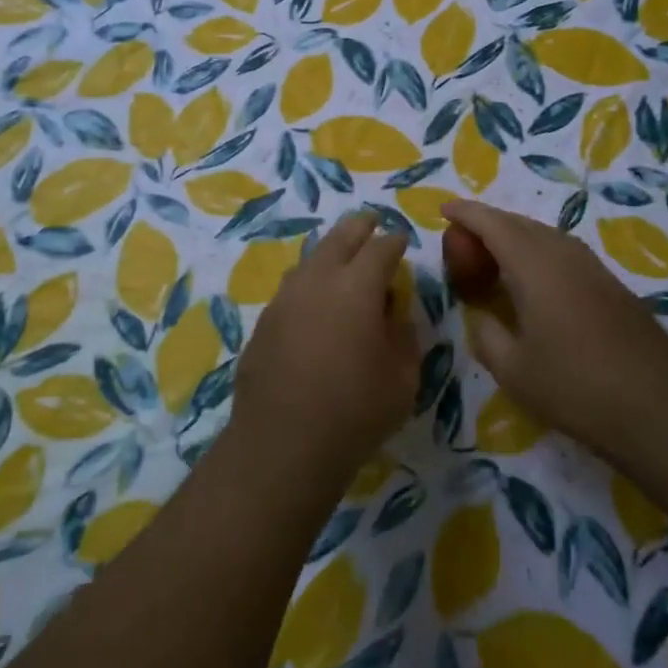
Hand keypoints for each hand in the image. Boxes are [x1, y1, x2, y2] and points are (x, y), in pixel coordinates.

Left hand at [226, 211, 419, 498]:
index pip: (380, 249)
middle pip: (339, 238)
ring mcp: (284, 300)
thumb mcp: (402, 379)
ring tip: (341, 257)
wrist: (283, 445)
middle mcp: (317, 282)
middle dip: (359, 227)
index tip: (402, 240)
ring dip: (329, 252)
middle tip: (370, 222)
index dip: (394, 241)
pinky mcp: (264, 323)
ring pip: (309, 260)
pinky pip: (291, 289)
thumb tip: (394, 314)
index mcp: (357, 287)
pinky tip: (314, 302)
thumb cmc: (356, 413)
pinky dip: (308, 283)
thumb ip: (403, 337)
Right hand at [440, 199, 667, 461]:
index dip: (467, 214)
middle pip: (521, 224)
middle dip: (489, 223)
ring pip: (546, 236)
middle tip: (462, 238)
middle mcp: (565, 255)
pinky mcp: (612, 285)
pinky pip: (565, 252)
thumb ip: (486, 335)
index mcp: (536, 267)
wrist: (657, 407)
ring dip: (515, 236)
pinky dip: (538, 252)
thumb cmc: (574, 388)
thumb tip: (480, 316)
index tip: (444, 209)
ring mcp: (594, 268)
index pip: (494, 225)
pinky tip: (534, 278)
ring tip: (493, 254)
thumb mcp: (512, 370)